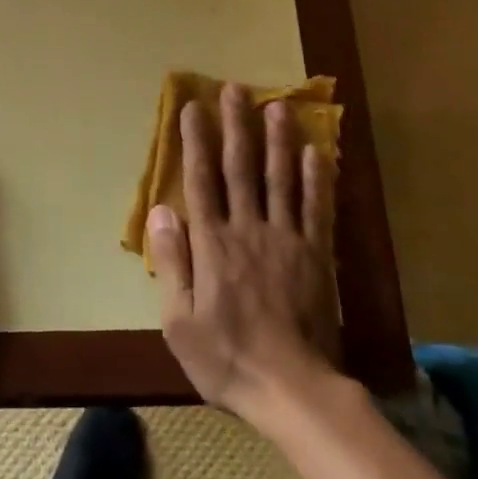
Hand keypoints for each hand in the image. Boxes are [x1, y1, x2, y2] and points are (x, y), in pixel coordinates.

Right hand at [150, 84, 341, 422]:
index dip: (195, 141)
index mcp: (212, 243)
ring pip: (281, 179)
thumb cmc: (226, 358)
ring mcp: (285, 240)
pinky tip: (317, 153)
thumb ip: (172, 261)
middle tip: (236, 89)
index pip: (200, 180)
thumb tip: (160, 211)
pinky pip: (317, 210)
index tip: (194, 107)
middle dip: (237, 126)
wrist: (291, 389)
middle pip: (241, 168)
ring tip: (277, 106)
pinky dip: (317, 180)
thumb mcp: (179, 319)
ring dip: (278, 140)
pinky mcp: (315, 256)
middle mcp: (248, 229)